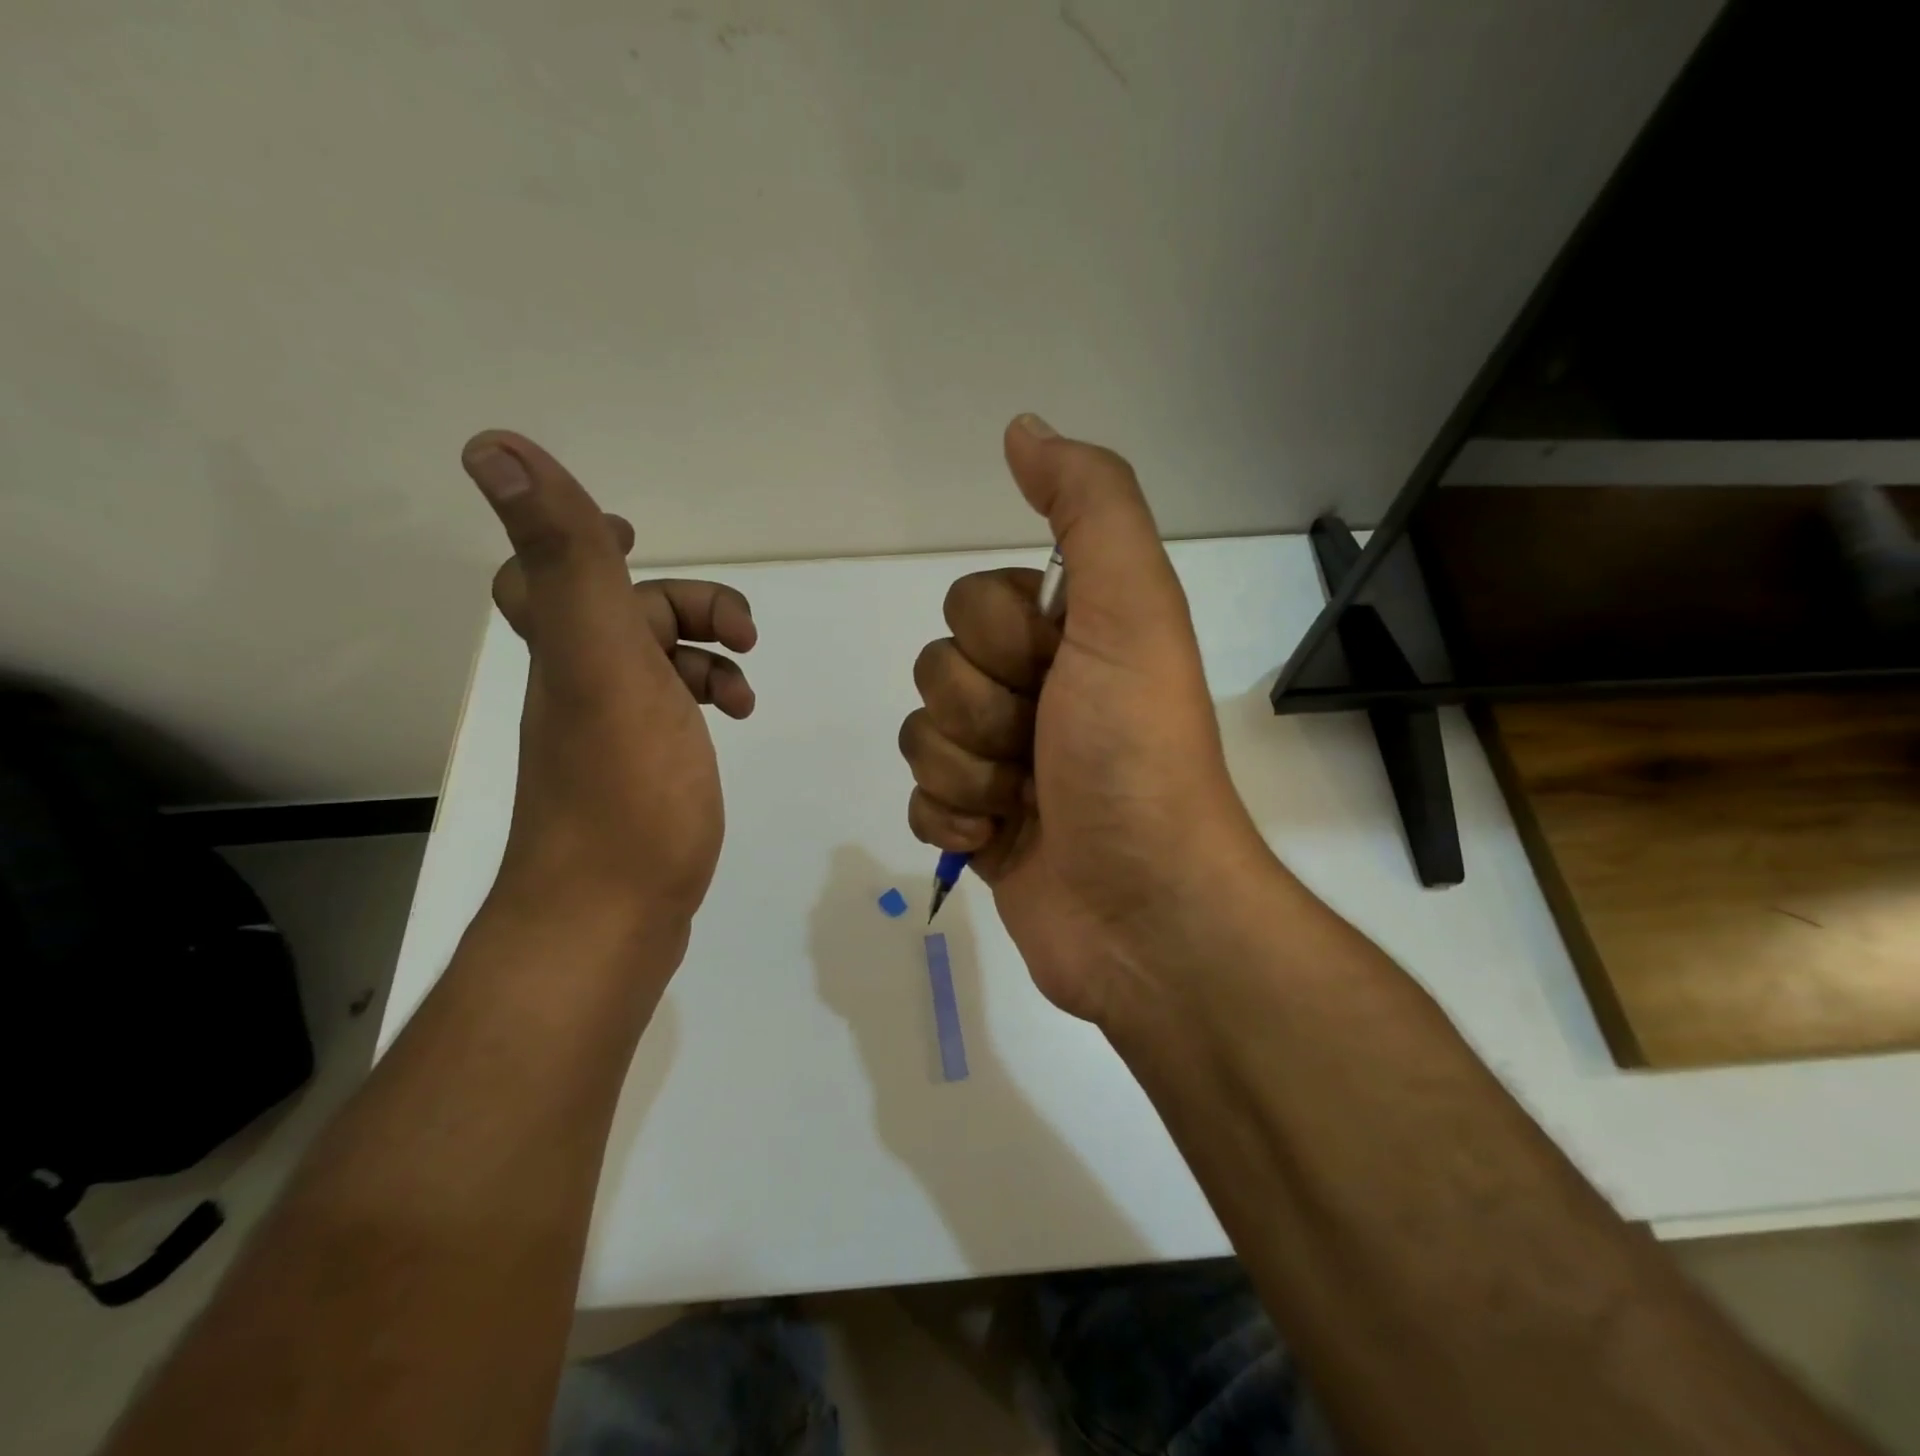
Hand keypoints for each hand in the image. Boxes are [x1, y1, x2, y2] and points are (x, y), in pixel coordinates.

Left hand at [462, 431, 756, 951]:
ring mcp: (610, 736)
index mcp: (568, 652)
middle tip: (740, 633)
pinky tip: (732, 720)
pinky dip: (704, 702)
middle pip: (622, 617)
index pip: (547, 574)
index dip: (580, 540)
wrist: (612, 916)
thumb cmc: (623, 789)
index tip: (635, 535)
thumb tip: (492, 445)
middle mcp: (578, 687)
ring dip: (705, 657)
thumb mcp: (603, 661)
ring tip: (743, 686)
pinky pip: (671, 715)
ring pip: (654, 667)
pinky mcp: (641, 777)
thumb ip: (568, 560)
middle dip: (687, 607)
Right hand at [898, 415, 1272, 1025]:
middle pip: (938, 668)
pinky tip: (998, 841)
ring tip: (1026, 805)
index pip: (971, 604)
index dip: (1000, 641)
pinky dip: (953, 822)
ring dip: (968, 774)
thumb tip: (1024, 429)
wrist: (1144, 909)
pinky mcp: (982, 828)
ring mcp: (1006, 765)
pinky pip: (921, 800)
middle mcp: (1038, 693)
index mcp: (1070, 638)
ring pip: (922, 735)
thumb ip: (1090, 508)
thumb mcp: (1131, 610)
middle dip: (981, 714)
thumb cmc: (1135, 754)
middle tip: (1043, 748)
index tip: (1053, 675)